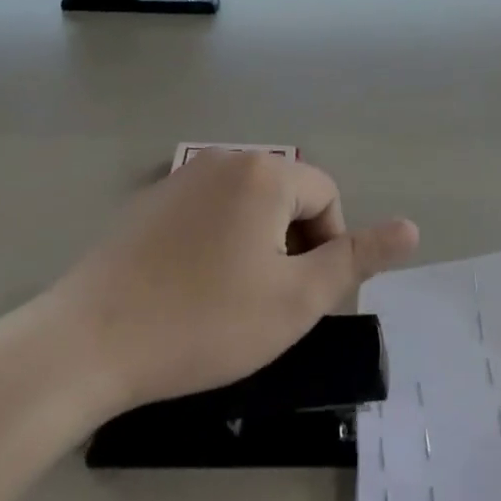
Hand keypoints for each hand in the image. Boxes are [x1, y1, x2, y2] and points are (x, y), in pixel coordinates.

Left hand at [56, 153, 418, 413]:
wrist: (88, 342)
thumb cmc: (205, 321)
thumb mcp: (297, 299)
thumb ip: (357, 258)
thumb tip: (411, 228)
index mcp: (266, 173)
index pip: (327, 197)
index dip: (326, 249)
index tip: (298, 297)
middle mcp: (225, 159)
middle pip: (287, 198)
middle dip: (290, 247)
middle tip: (264, 304)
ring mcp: (181, 177)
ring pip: (247, 207)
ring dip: (254, 247)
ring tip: (226, 300)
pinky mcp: (149, 202)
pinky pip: (206, 213)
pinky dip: (215, 245)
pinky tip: (187, 290)